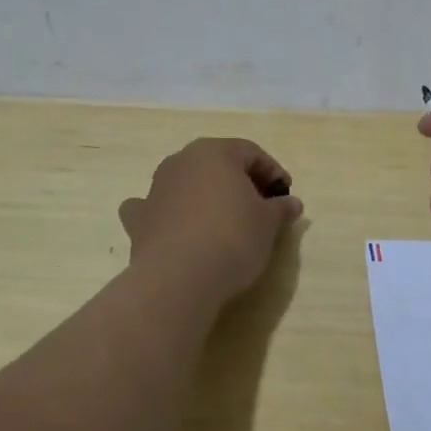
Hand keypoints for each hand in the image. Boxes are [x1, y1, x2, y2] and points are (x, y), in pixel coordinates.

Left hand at [119, 138, 302, 304]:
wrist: (179, 278)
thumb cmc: (232, 238)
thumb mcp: (268, 223)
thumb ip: (280, 208)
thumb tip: (292, 203)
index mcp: (215, 152)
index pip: (251, 153)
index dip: (273, 172)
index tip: (285, 195)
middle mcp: (181, 161)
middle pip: (217, 164)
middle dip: (239, 182)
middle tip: (260, 207)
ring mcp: (155, 188)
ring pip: (186, 182)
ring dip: (205, 195)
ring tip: (224, 221)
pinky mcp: (139, 218)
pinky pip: (155, 207)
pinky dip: (167, 213)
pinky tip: (176, 228)